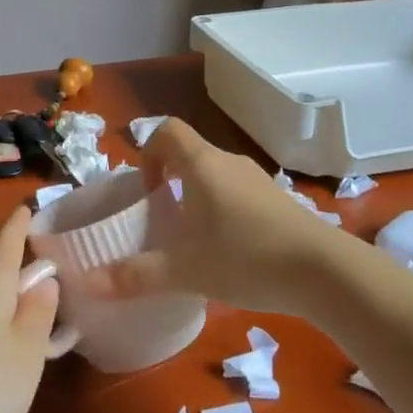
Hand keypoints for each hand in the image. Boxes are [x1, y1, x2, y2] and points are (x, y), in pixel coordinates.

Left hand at [0, 206, 60, 412]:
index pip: (8, 238)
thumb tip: (43, 279)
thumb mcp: (29, 348)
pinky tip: (6, 363)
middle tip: (57, 288)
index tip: (30, 205)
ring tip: (40, 334)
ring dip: (11, 308)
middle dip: (24, 275)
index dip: (21, 222)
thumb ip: (41, 310)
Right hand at [84, 117, 344, 313]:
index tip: (147, 191)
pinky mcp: (278, 200)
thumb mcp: (185, 270)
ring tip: (193, 239)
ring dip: (197, 196)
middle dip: (170, 180)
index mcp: (202, 164)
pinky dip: (224, 209)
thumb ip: (136, 276)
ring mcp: (258, 179)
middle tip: (162, 220)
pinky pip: (238, 192)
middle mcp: (229, 162)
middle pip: (190, 153)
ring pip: (215, 175)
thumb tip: (88, 282)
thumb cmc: (246, 257)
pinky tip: (229, 250)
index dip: (148, 152)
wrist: (324, 271)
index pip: (167, 130)